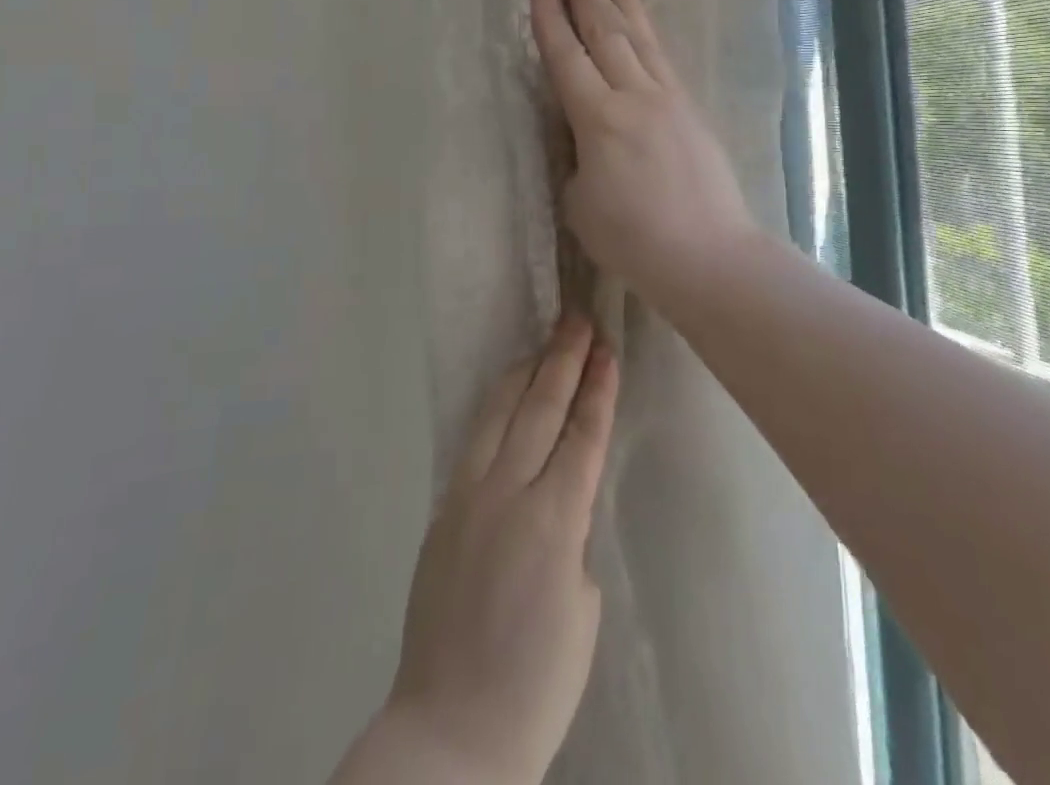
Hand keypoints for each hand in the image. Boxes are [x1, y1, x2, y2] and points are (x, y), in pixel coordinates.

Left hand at [341, 314, 618, 784]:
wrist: (451, 731)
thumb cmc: (536, 683)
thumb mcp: (581, 610)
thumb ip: (571, 540)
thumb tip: (557, 506)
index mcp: (553, 521)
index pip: (582, 435)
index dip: (597, 388)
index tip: (607, 348)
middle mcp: (507, 493)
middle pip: (540, 408)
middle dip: (563, 360)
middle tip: (577, 318)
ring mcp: (467, 496)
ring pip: (498, 413)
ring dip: (525, 374)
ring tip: (544, 344)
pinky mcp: (442, 509)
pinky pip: (473, 442)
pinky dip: (495, 410)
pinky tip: (505, 398)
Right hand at [531, 0, 759, 303]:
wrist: (708, 256)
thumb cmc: (633, 240)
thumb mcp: (580, 202)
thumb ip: (578, 158)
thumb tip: (587, 139)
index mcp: (598, 119)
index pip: (567, 58)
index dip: (551, 19)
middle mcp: (634, 96)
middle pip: (606, 32)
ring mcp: (668, 100)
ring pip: (640, 38)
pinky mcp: (690, 111)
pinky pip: (662, 59)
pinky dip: (647, 33)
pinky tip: (643, 23)